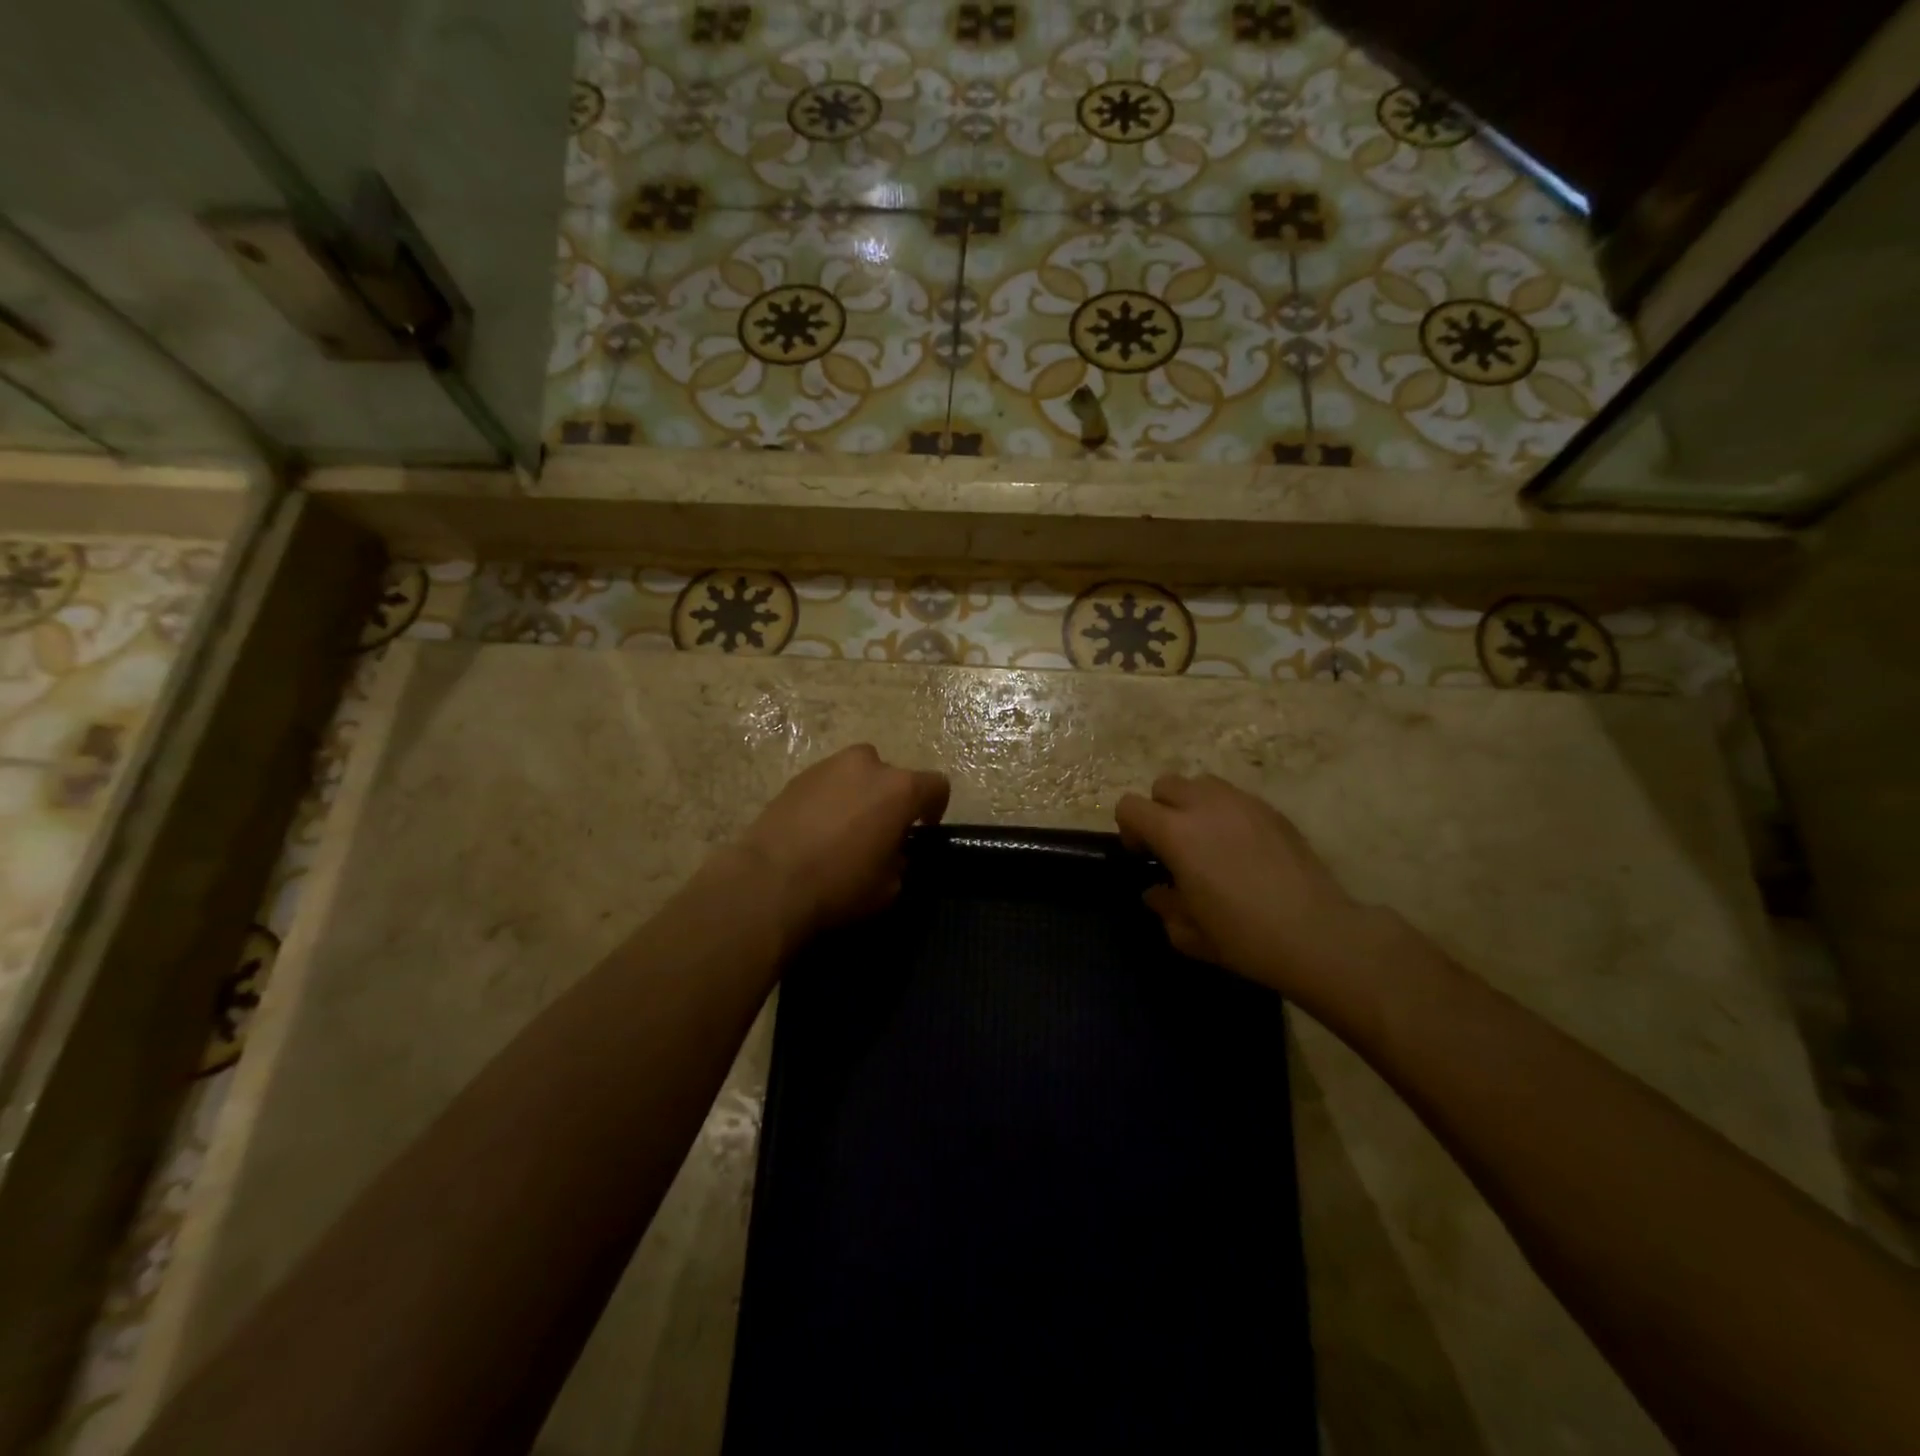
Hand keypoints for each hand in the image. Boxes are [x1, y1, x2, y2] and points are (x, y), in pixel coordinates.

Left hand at [736, 745, 949, 944]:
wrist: (768, 882)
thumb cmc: (839, 885)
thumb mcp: (889, 887)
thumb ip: (901, 860)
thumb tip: (893, 853)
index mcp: (900, 789)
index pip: (936, 786)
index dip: (934, 809)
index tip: (921, 831)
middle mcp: (868, 765)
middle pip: (893, 776)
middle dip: (892, 799)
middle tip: (880, 832)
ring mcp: (829, 766)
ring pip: (857, 775)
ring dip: (860, 795)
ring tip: (845, 829)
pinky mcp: (797, 776)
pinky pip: (828, 783)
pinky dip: (830, 799)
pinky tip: (817, 830)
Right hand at [1115, 774, 1384, 1003]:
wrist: (1317, 935)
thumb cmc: (1243, 937)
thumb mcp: (1188, 934)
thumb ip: (1164, 906)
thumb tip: (1157, 891)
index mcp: (1176, 833)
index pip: (1131, 806)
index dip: (1129, 829)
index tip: (1144, 856)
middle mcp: (1206, 806)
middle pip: (1166, 784)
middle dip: (1161, 810)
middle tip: (1174, 846)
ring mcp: (1243, 804)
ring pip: (1202, 783)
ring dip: (1194, 805)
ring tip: (1208, 840)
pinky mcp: (1273, 811)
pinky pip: (1236, 798)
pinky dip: (1227, 814)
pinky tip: (1243, 849)